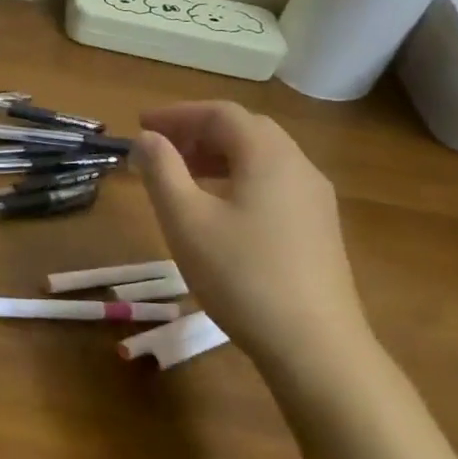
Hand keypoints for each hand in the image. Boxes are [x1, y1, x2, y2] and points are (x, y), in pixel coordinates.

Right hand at [134, 101, 373, 379]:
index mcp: (268, 156)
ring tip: (179, 177)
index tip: (140, 125)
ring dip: (215, 155)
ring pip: (260, 157)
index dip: (176, 114)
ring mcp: (314, 199)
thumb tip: (147, 138)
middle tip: (158, 149)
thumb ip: (161, 170)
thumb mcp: (185, 219)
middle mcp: (298, 166)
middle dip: (196, 131)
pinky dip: (236, 178)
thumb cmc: (240, 274)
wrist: (314, 345)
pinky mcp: (317, 228)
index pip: (220, 113)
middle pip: (244, 130)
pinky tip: (215, 208)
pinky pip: (272, 182)